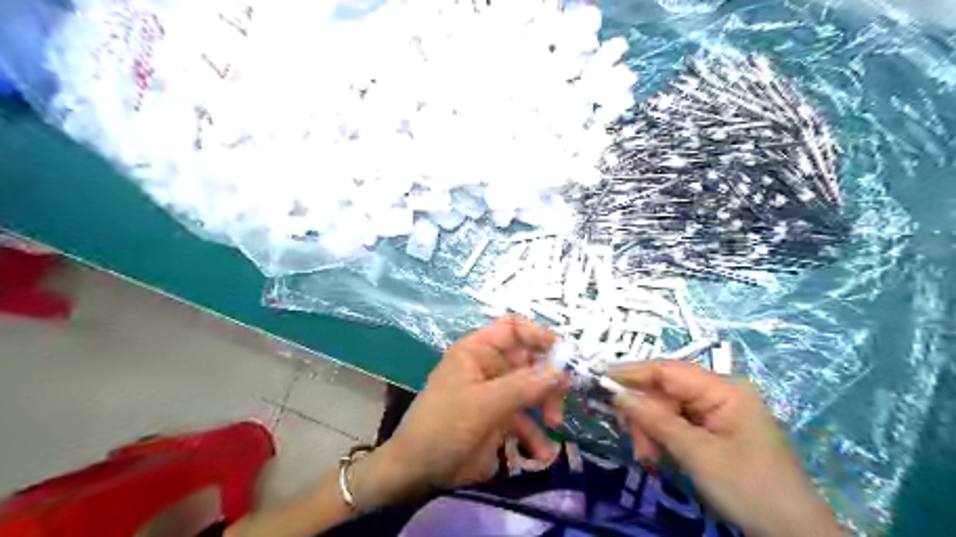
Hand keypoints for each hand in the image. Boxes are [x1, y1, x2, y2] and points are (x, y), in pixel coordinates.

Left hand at [350, 315, 565, 507]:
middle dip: (547, 376)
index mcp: (477, 351)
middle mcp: (488, 367)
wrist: (419, 471)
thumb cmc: (445, 425)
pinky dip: (536, 434)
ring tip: (553, 423)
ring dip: (546, 405)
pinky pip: (525, 419)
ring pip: (532, 389)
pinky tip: (542, 453)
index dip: (538, 334)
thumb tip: (562, 371)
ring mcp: (495, 394)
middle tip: (564, 393)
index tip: (562, 353)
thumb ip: (524, 386)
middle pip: (528, 359)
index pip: (512, 328)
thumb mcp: (484, 404)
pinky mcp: (499, 419)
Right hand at [608, 360, 838, 536]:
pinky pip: (677, 424)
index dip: (632, 373)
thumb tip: (617, 394)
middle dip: (644, 414)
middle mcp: (719, 393)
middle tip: (632, 440)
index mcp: (724, 389)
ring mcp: (717, 412)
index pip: (667, 370)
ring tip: (647, 456)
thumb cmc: (749, 488)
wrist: (793, 535)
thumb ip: (655, 420)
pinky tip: (655, 455)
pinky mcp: (714, 430)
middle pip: (665, 391)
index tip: (599, 378)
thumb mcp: (697, 453)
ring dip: (651, 429)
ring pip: (667, 409)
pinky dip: (662, 438)